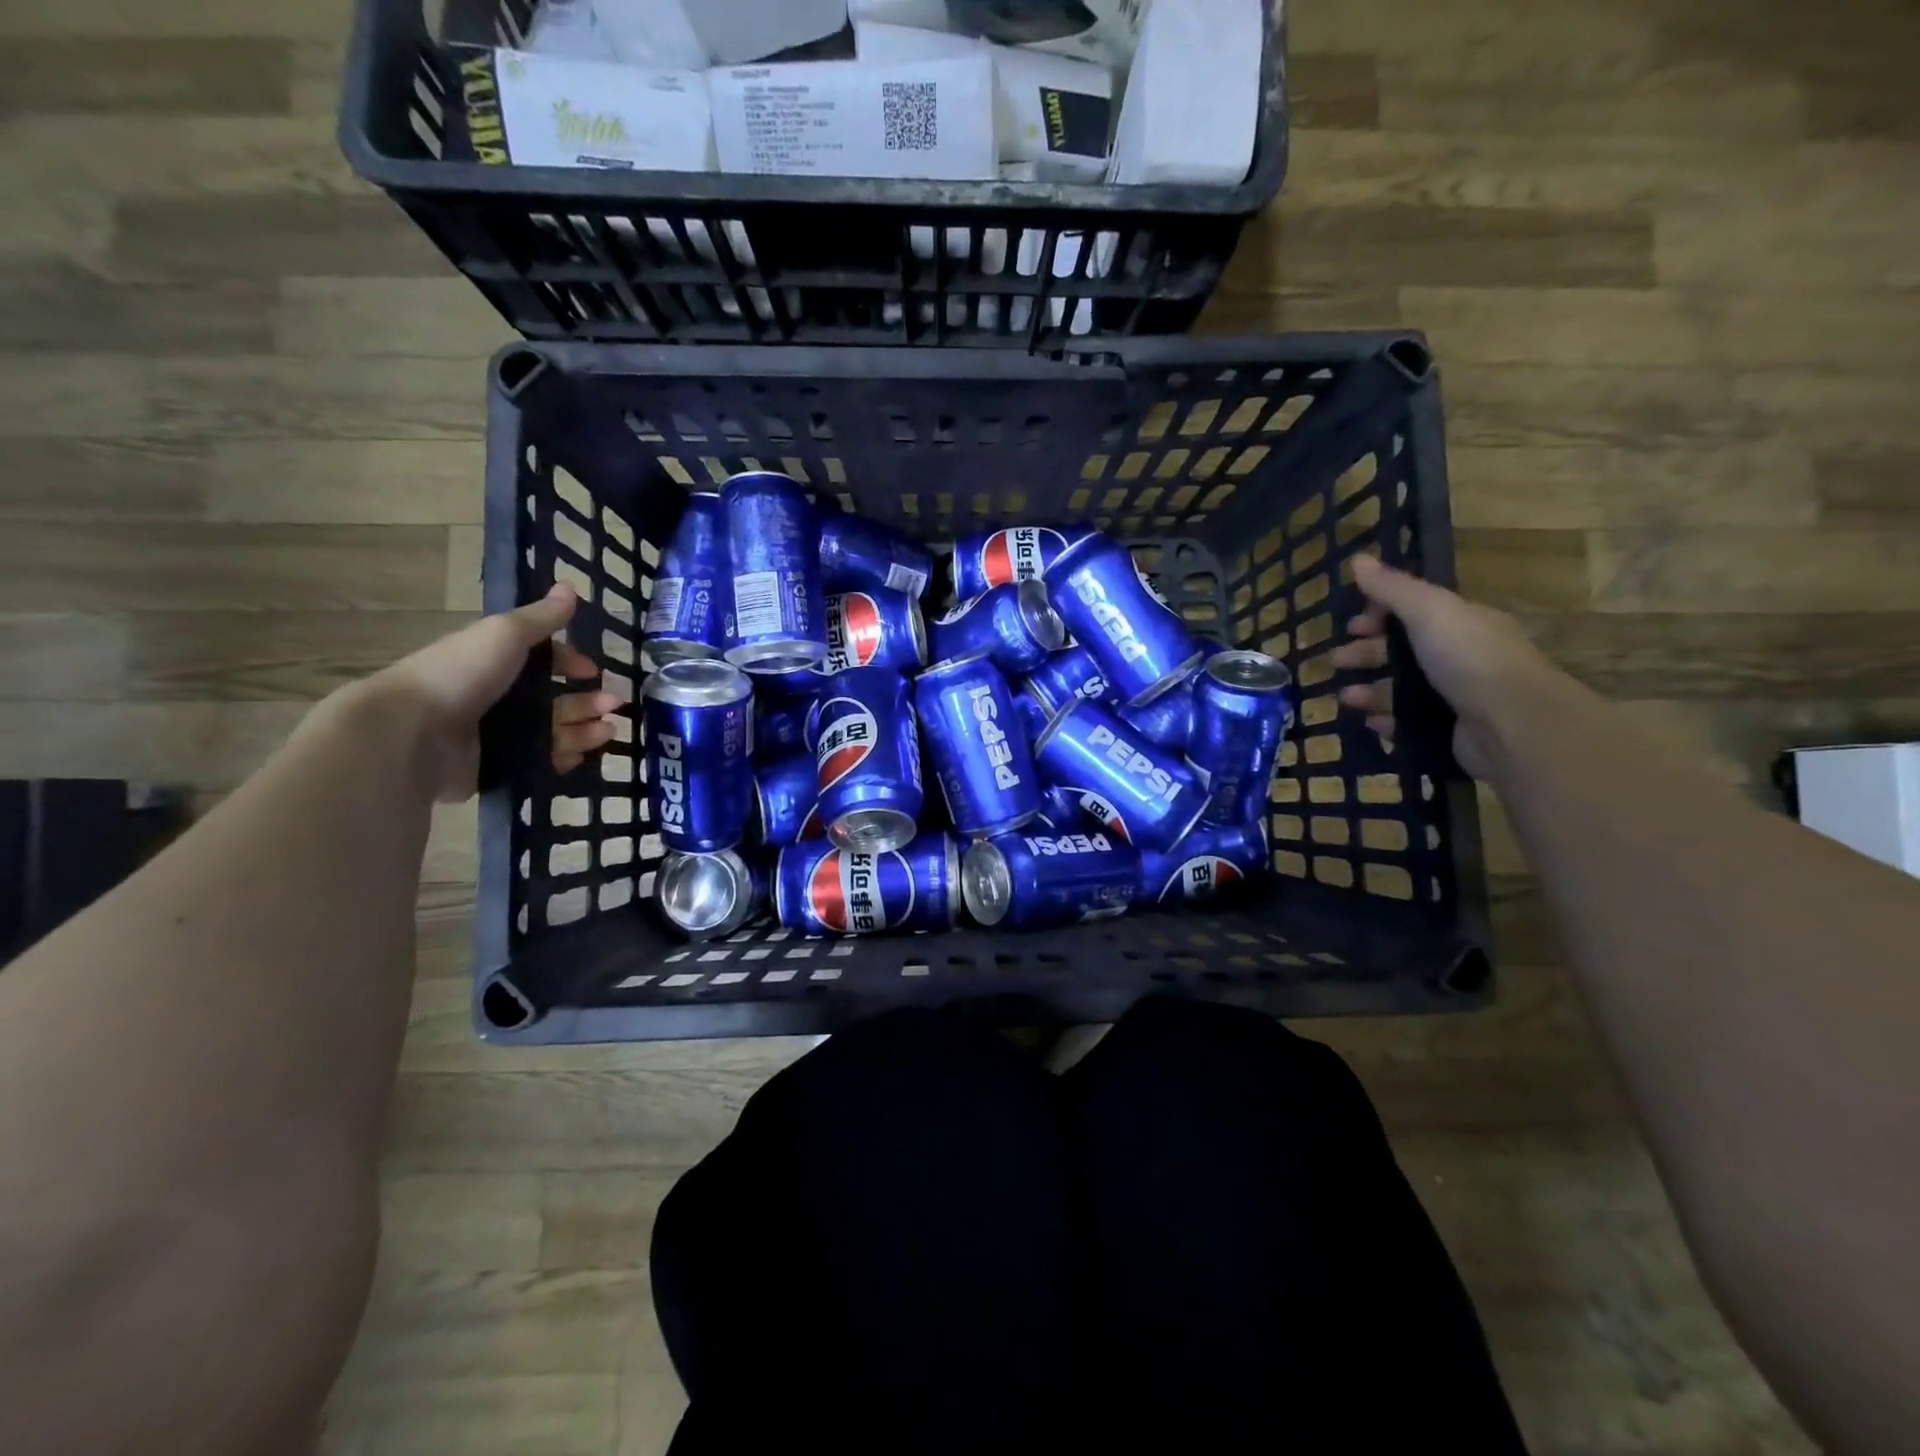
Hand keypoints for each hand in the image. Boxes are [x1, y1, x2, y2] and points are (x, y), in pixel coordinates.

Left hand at [364, 584, 622, 800]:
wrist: (412, 732)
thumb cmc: (461, 674)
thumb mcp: (505, 634)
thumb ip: (542, 617)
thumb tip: (570, 586)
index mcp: (496, 661)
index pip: (543, 660)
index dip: (571, 663)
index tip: (593, 672)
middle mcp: (498, 696)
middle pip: (554, 698)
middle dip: (588, 700)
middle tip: (614, 704)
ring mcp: (497, 733)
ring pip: (553, 731)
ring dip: (584, 729)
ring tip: (609, 731)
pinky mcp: (497, 766)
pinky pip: (539, 761)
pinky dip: (563, 756)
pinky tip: (583, 754)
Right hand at [1331, 556, 1561, 779]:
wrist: (1511, 722)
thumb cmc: (1468, 657)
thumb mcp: (1428, 611)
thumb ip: (1392, 588)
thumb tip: (1357, 558)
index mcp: (1461, 623)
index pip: (1415, 612)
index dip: (1380, 615)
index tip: (1350, 626)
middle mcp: (1460, 657)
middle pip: (1404, 651)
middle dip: (1367, 654)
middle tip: (1335, 661)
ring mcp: (1456, 695)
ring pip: (1402, 689)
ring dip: (1370, 691)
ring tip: (1344, 698)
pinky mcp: (1449, 730)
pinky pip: (1410, 722)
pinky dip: (1387, 721)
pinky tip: (1369, 723)